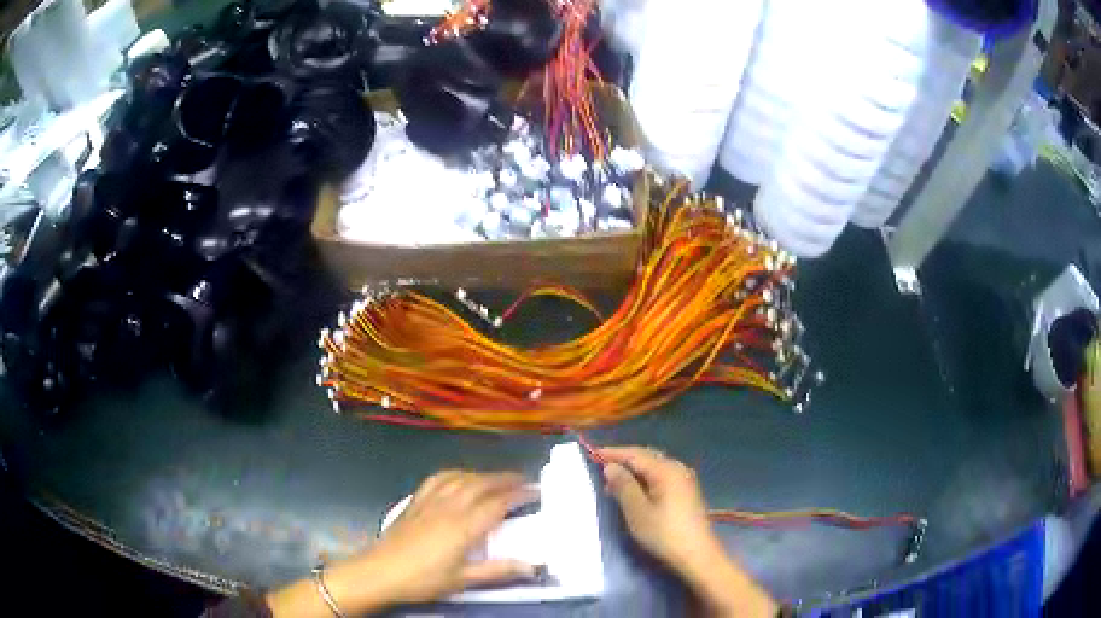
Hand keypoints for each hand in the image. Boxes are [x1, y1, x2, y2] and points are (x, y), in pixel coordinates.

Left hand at [363, 470, 539, 601]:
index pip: (497, 504)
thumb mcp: (463, 580)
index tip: (537, 491)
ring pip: (461, 478)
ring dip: (483, 475)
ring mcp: (430, 501)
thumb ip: (498, 571)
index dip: (519, 495)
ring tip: (498, 479)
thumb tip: (533, 567)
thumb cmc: (423, 579)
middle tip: (525, 481)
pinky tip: (461, 477)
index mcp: (463, 526)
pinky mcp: (415, 501)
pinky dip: (456, 473)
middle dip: (505, 479)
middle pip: (481, 484)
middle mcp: (448, 506)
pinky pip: (439, 478)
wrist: (380, 571)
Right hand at [600, 446, 723, 575]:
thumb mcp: (637, 511)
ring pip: (654, 468)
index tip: (593, 454)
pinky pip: (661, 478)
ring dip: (634, 473)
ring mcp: (684, 481)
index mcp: (666, 470)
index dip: (614, 453)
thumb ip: (623, 486)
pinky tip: (634, 493)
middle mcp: (677, 469)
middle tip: (601, 471)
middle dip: (624, 462)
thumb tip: (611, 467)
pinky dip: (645, 481)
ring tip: (613, 484)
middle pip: (647, 458)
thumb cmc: (664, 533)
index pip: (635, 454)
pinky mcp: (686, 493)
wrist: (697, 555)